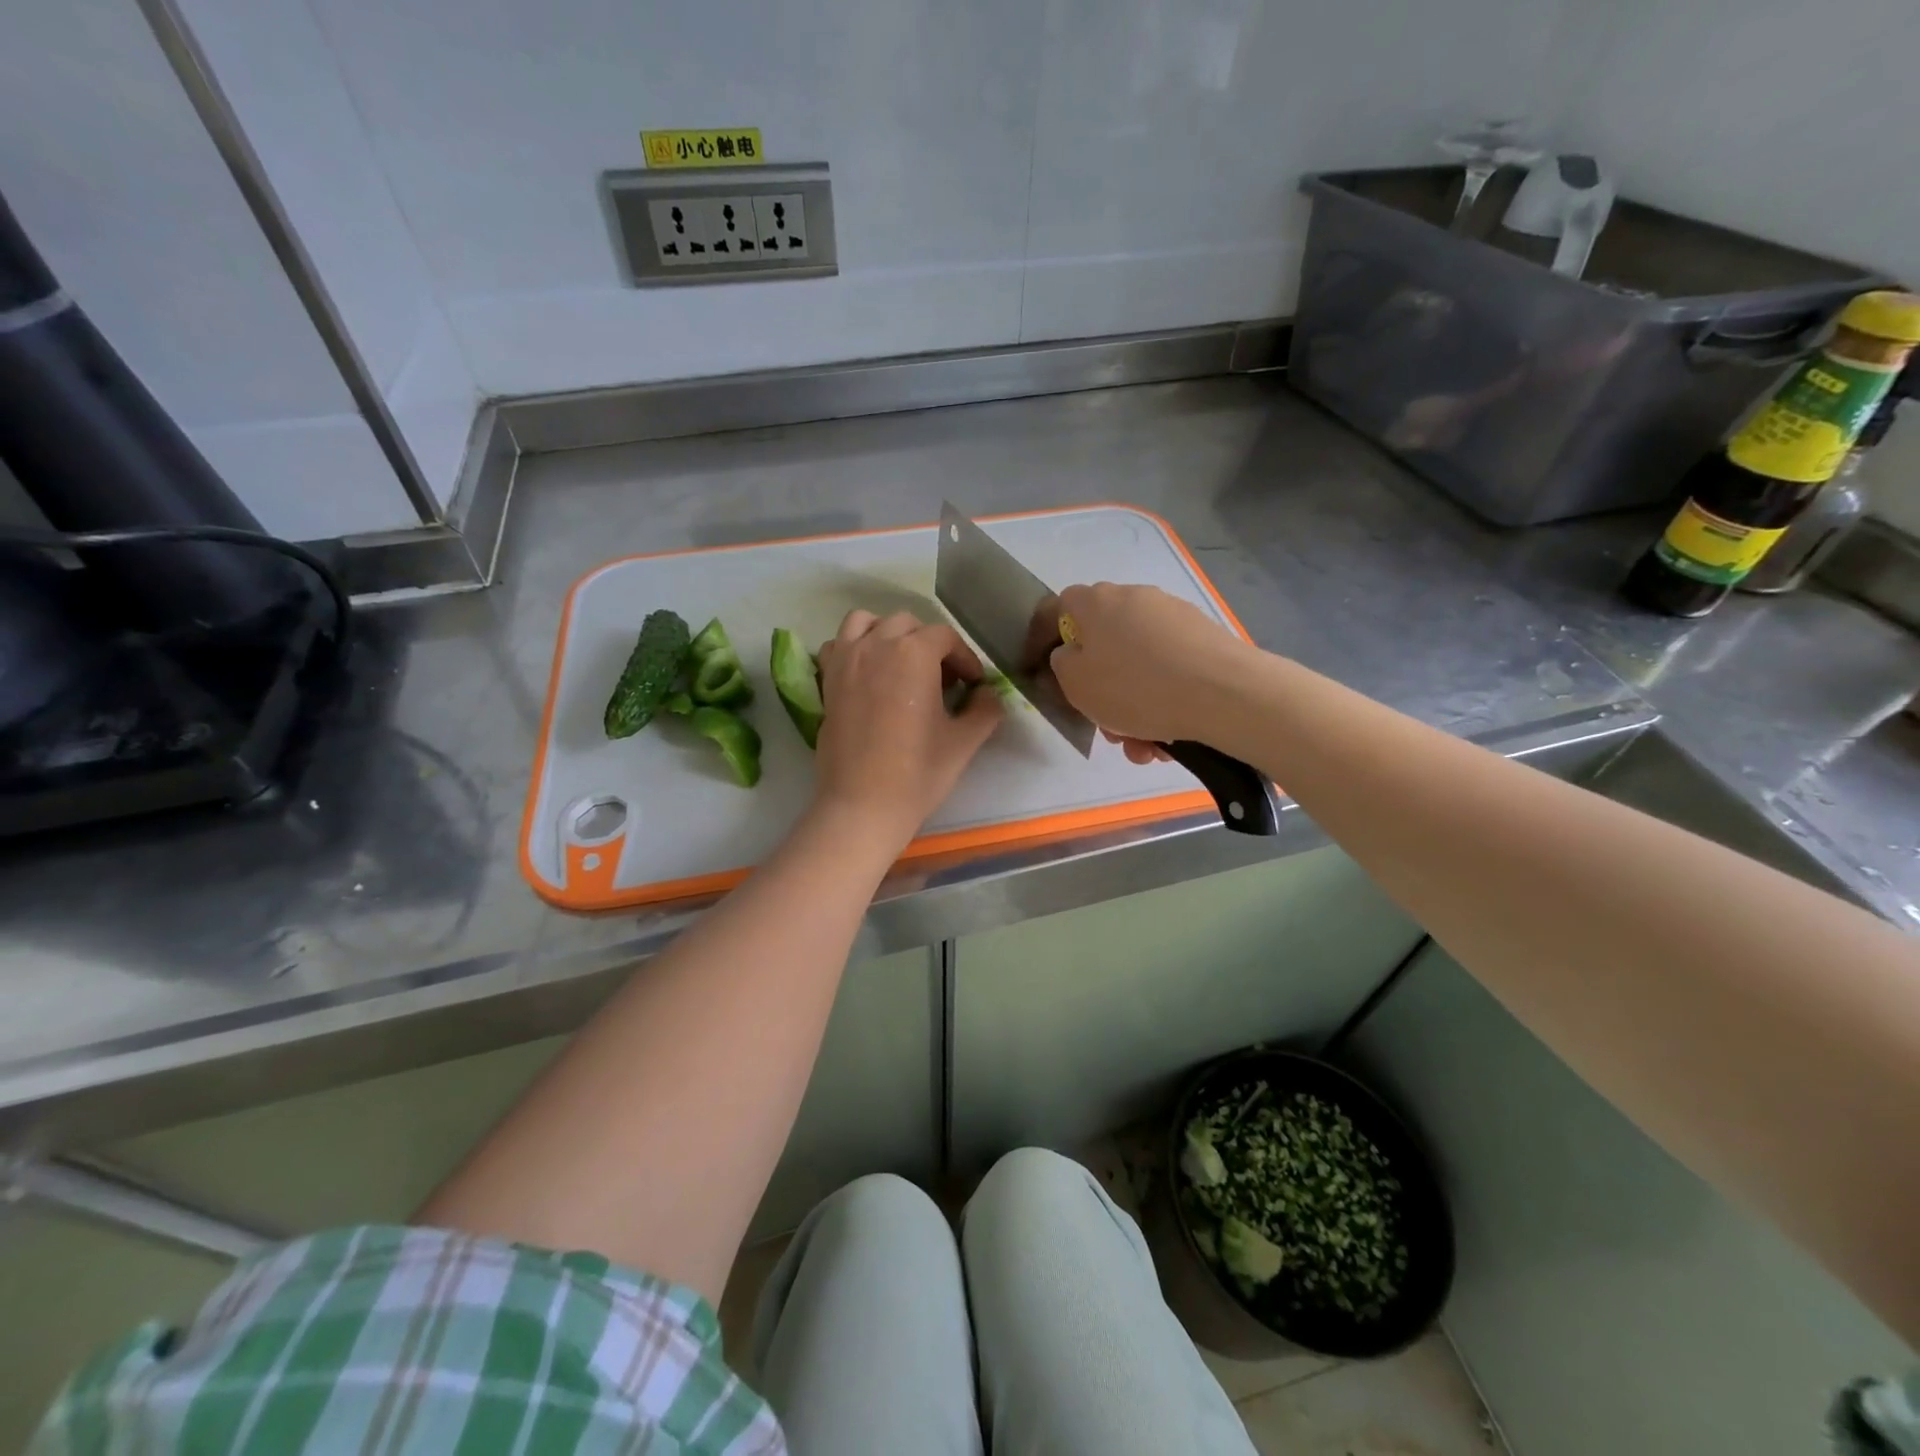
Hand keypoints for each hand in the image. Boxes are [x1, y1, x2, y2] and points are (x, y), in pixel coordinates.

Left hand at [812, 610, 1003, 847]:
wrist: (862, 806)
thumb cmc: (917, 773)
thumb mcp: (964, 742)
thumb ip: (984, 709)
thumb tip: (988, 694)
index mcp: (914, 654)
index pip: (945, 638)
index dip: (965, 659)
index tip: (973, 685)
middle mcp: (876, 646)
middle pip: (908, 625)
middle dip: (929, 645)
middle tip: (942, 680)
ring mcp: (846, 661)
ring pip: (867, 623)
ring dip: (888, 634)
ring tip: (901, 665)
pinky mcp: (827, 681)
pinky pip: (839, 645)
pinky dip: (854, 648)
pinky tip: (868, 674)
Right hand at [1048, 583, 1251, 762]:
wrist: (1223, 693)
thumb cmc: (1135, 687)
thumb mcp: (1077, 684)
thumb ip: (1063, 665)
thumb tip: (1071, 655)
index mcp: (1097, 602)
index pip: (1060, 608)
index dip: (1049, 639)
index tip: (1049, 673)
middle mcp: (1135, 599)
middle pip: (1104, 646)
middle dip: (1102, 691)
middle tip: (1108, 727)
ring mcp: (1173, 617)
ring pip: (1138, 667)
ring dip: (1134, 709)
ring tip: (1145, 748)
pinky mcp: (1204, 639)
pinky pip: (1169, 673)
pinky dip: (1163, 703)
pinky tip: (1170, 739)